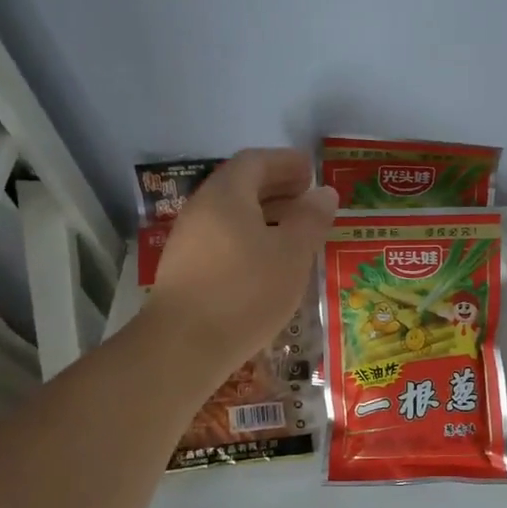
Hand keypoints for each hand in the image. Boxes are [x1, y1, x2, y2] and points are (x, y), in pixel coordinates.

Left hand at [146, 148, 337, 375]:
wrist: (183, 346)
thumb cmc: (245, 291)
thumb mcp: (292, 254)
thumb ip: (311, 220)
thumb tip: (323, 193)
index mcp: (227, 195)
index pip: (255, 161)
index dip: (285, 162)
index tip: (311, 171)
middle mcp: (202, 209)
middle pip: (240, 186)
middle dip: (276, 187)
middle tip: (307, 198)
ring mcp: (188, 241)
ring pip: (231, 216)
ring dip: (264, 216)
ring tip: (294, 232)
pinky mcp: (185, 271)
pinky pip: (223, 239)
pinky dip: (250, 239)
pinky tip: (267, 263)